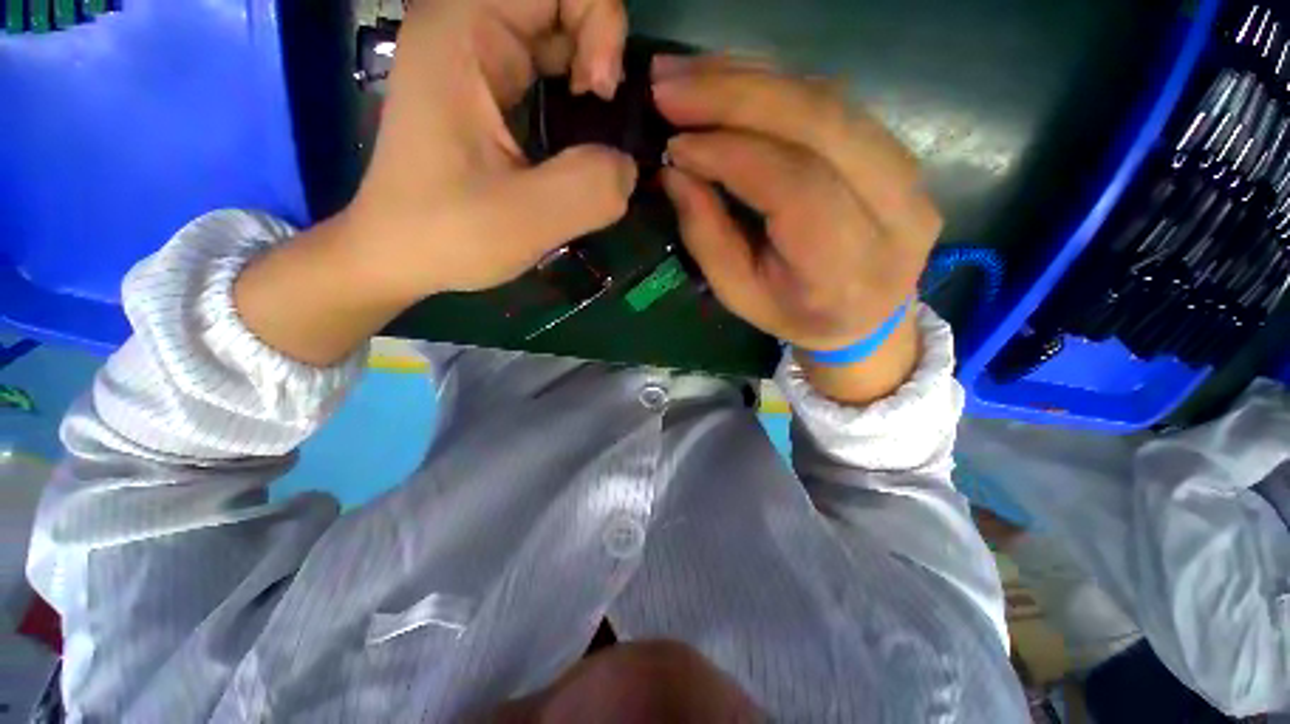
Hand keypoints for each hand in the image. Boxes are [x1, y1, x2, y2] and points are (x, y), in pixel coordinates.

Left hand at [235, 0, 637, 366]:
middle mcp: (466, 26)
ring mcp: (475, 56)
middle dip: (599, 49)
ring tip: (592, 130)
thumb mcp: (526, 220)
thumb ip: (591, 187)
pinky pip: (545, 67)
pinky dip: (574, 93)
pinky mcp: (485, 89)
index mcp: (464, 30)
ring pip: (557, 33)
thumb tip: (628, 166)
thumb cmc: (448, 235)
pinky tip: (576, 135)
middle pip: (561, 2)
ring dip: (589, 73)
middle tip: (601, 113)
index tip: (600, 95)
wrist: (398, 254)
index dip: (600, 24)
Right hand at [654, 58, 942, 401]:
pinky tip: (727, 77)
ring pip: (828, 99)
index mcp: (847, 267)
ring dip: (749, 77)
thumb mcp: (740, 294)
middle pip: (821, 125)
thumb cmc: (794, 314)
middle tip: (668, 84)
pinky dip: (773, 82)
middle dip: (736, 95)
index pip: (796, 188)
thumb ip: (708, 237)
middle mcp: (895, 211)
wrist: (865, 317)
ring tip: (686, 74)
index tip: (675, 143)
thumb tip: (676, 169)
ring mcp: (908, 172)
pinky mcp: (899, 148)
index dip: (733, 155)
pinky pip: (833, 99)